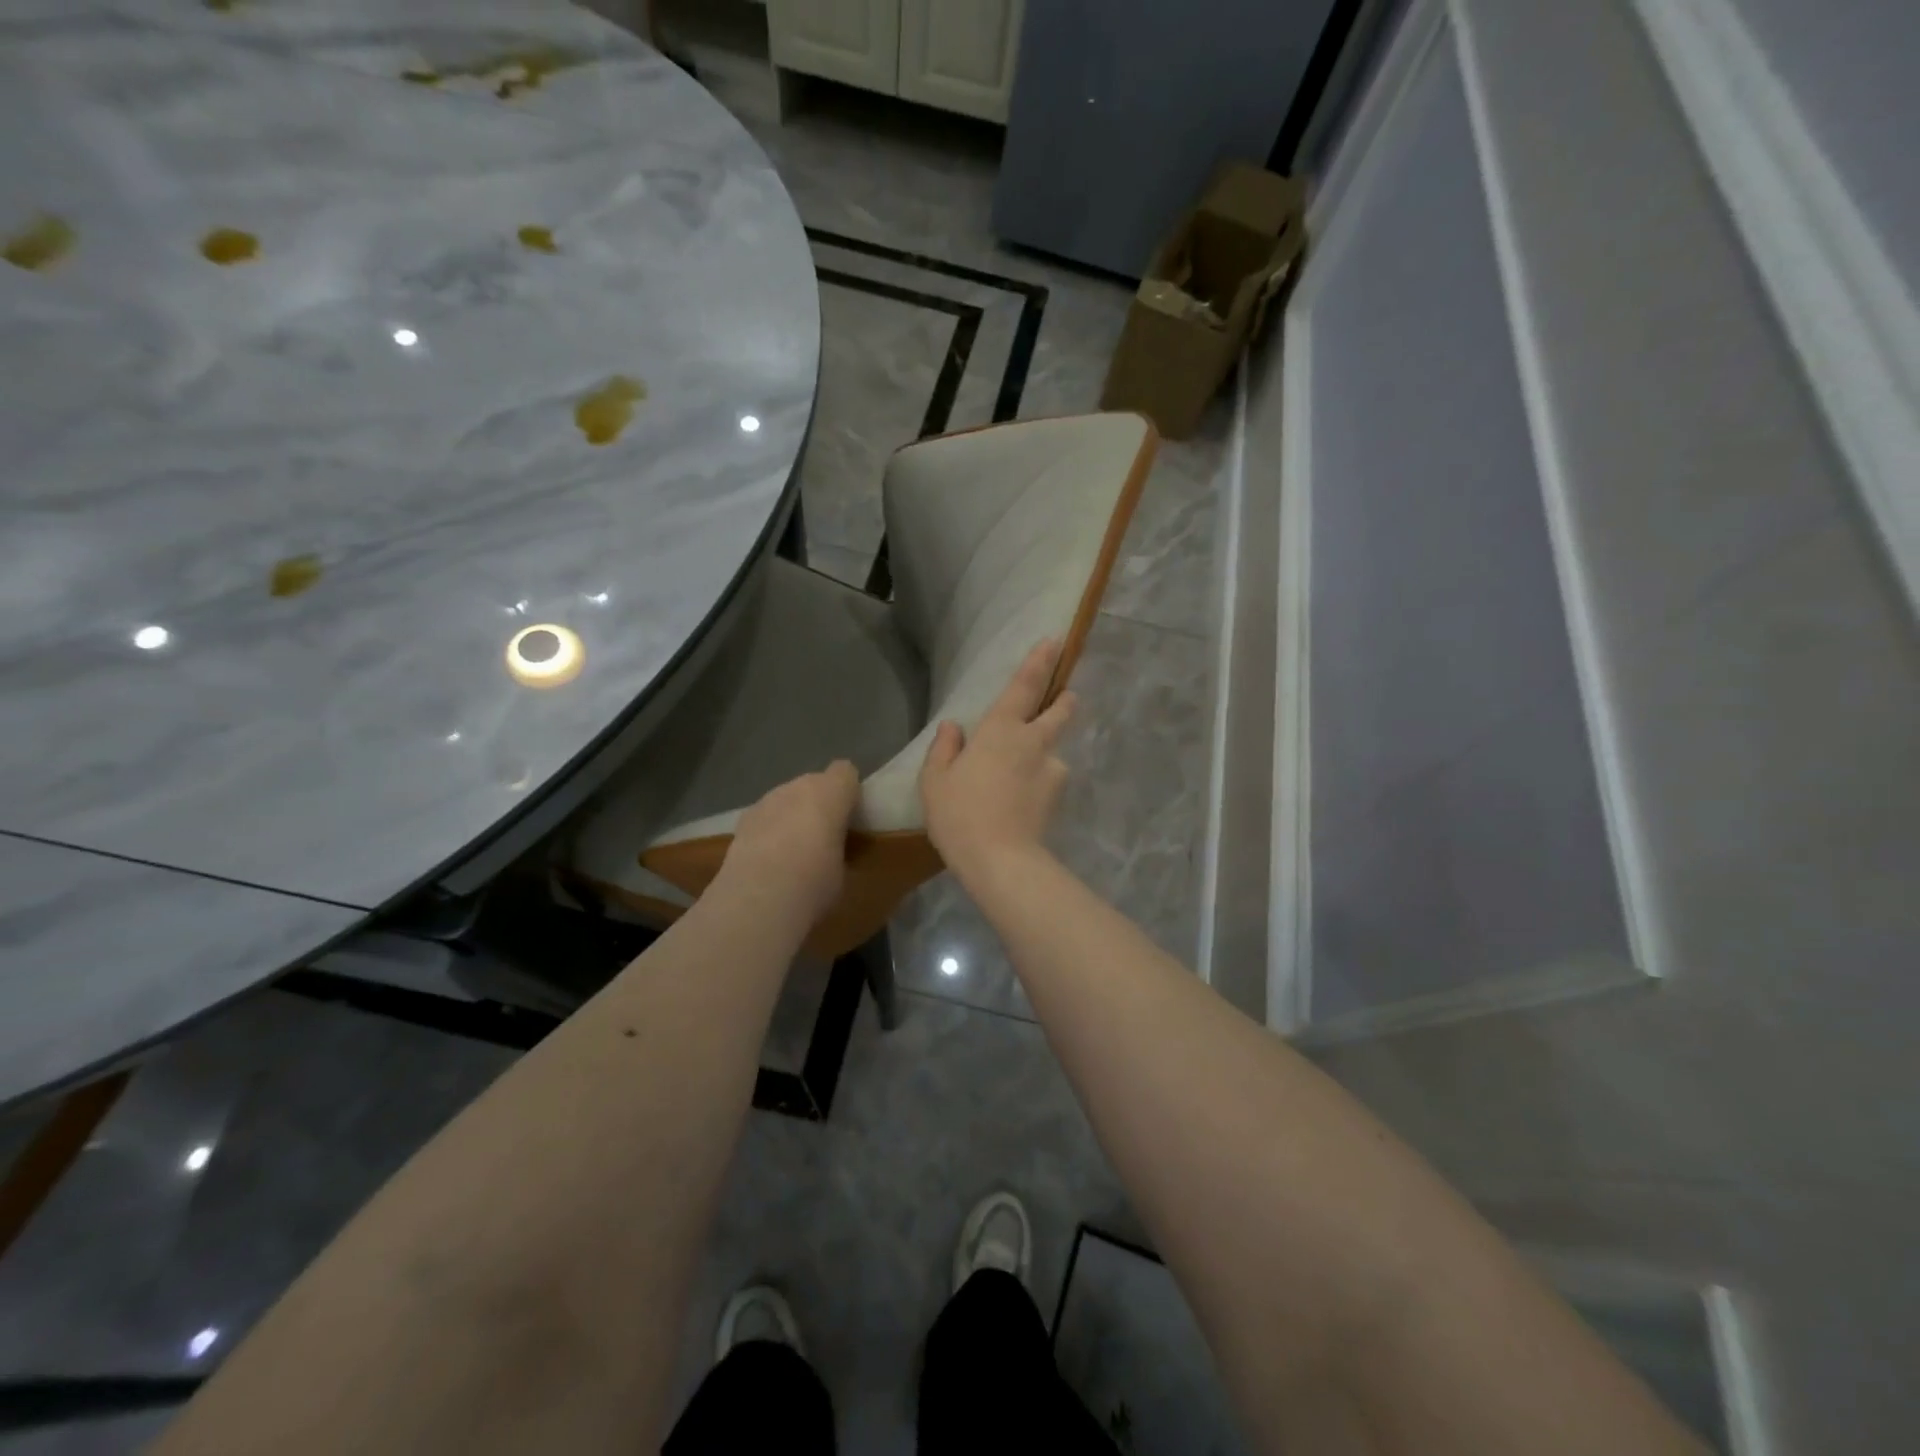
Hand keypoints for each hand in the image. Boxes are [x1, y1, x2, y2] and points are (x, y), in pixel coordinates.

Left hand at [720, 760, 860, 925]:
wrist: (759, 898)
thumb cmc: (815, 881)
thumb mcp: (844, 868)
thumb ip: (839, 845)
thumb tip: (832, 850)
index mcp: (830, 792)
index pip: (845, 772)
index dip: (848, 792)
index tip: (850, 817)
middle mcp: (797, 787)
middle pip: (813, 784)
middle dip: (819, 805)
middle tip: (824, 838)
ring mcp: (766, 801)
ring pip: (786, 800)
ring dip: (792, 817)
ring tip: (793, 852)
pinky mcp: (742, 821)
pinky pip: (766, 817)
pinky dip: (769, 830)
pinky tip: (768, 859)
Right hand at [919, 639, 1075, 879]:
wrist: (1000, 860)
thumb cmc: (960, 815)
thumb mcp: (935, 782)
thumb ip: (944, 749)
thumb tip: (953, 727)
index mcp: (1000, 731)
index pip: (1024, 686)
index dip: (1039, 661)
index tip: (1054, 641)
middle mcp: (1033, 742)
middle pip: (1059, 711)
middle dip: (1063, 700)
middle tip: (1064, 697)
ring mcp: (1052, 770)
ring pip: (1052, 752)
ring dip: (1043, 756)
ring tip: (1020, 780)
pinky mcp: (1059, 796)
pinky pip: (1049, 780)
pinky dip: (1039, 784)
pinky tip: (1023, 804)